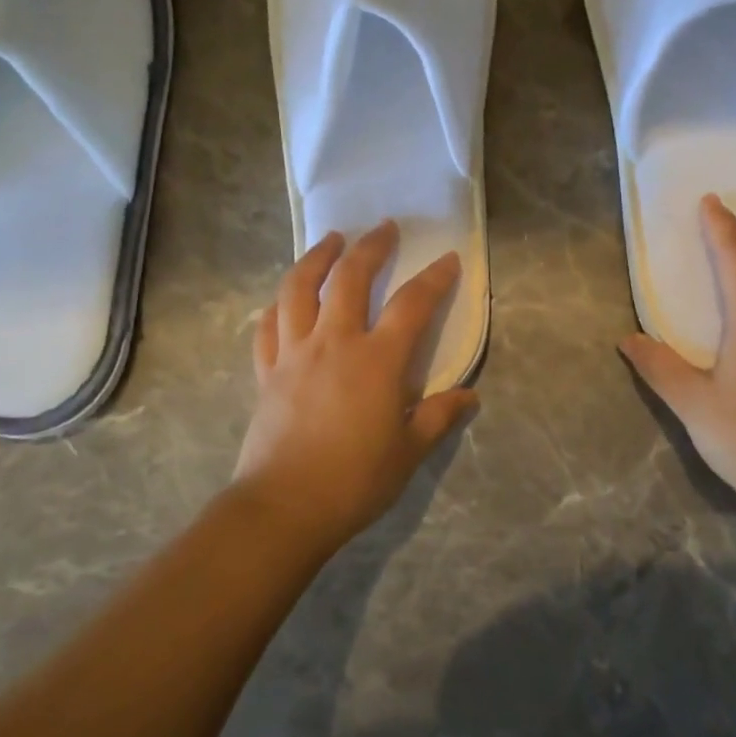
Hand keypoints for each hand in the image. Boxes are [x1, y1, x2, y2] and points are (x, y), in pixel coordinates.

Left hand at [235, 222, 478, 547]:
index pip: (412, 305)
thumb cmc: (355, 480)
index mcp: (377, 360)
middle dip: (370, 247)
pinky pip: (268, 327)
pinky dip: (277, 305)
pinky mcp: (266, 372)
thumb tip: (469, 396)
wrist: (285, 507)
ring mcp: (294, 354)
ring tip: (329, 241)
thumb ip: (439, 416)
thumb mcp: (409, 451)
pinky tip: (283, 298)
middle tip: (383, 229)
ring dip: (316, 259)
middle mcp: (334, 343)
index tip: (448, 259)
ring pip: (299, 289)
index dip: (434, 279)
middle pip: (350, 279)